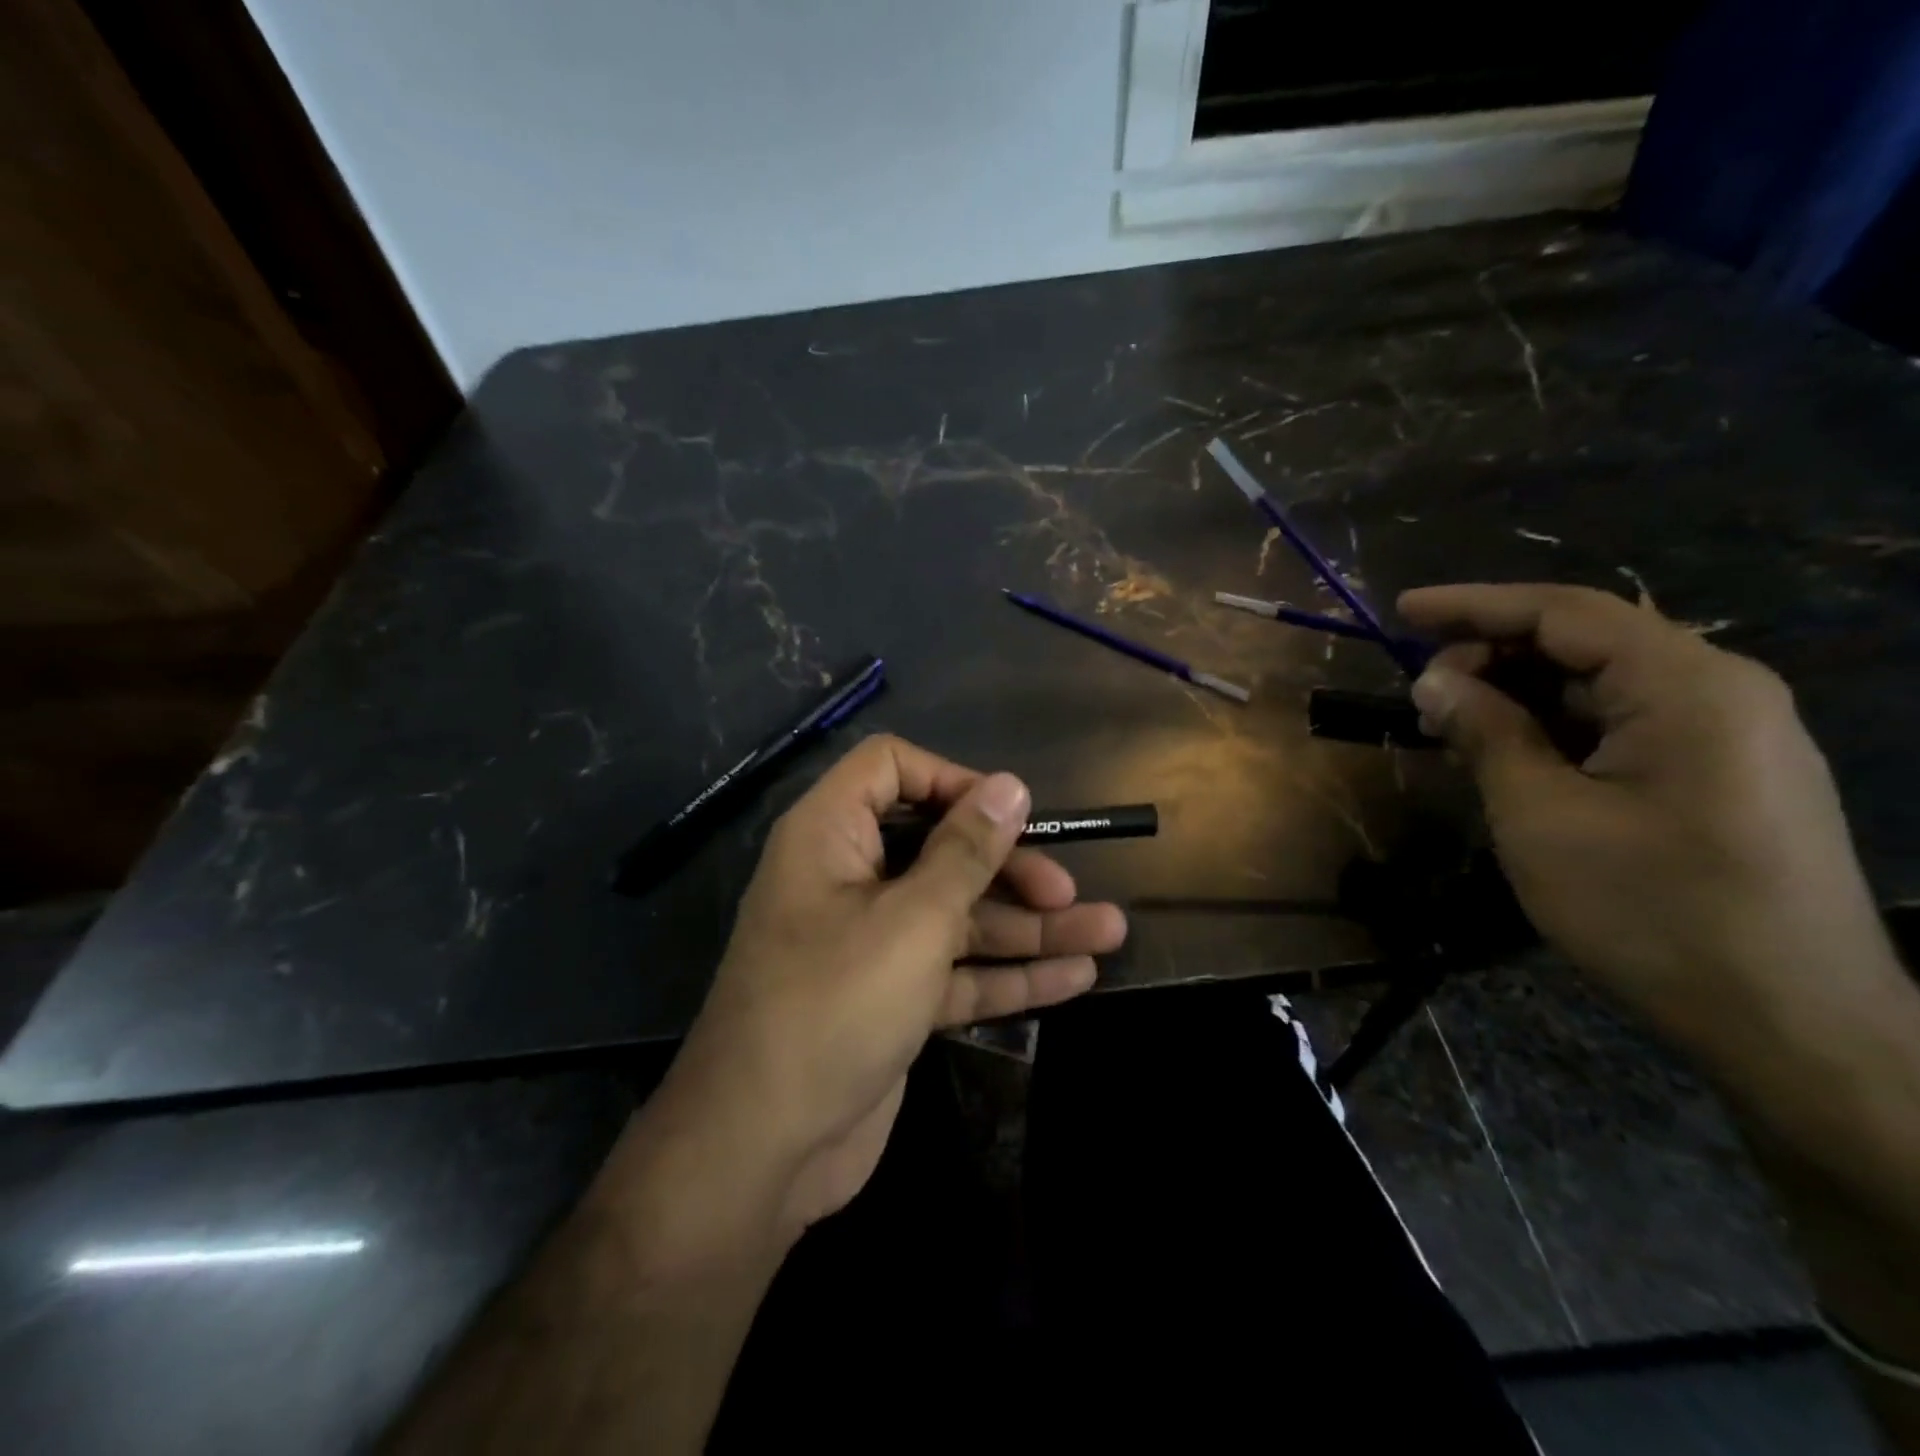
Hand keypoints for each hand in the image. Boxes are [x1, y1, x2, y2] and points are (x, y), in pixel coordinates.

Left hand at [654, 735, 1126, 1235]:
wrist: (761, 1150)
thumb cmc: (835, 1006)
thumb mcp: (913, 920)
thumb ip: (966, 852)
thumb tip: (1009, 785)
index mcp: (831, 836)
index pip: (890, 768)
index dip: (951, 780)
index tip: (1009, 812)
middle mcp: (849, 879)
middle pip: (938, 848)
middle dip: (1009, 868)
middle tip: (1067, 891)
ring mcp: (871, 944)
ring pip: (957, 916)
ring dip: (1028, 926)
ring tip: (1108, 933)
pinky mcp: (891, 999)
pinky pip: (955, 971)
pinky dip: (1008, 975)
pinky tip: (1076, 978)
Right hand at [1397, 583, 1899, 1054]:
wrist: (1796, 1027)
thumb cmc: (1654, 913)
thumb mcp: (1542, 817)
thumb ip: (1486, 734)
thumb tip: (1434, 680)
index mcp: (1687, 686)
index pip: (1563, 612)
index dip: (1473, 605)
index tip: (1400, 611)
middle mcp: (1720, 690)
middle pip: (1585, 641)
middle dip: (1493, 656)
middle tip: (1422, 696)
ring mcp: (1731, 734)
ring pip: (1602, 684)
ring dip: (1520, 695)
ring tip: (1452, 727)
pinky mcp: (1725, 775)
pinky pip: (1626, 723)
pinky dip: (1557, 727)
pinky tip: (1510, 755)